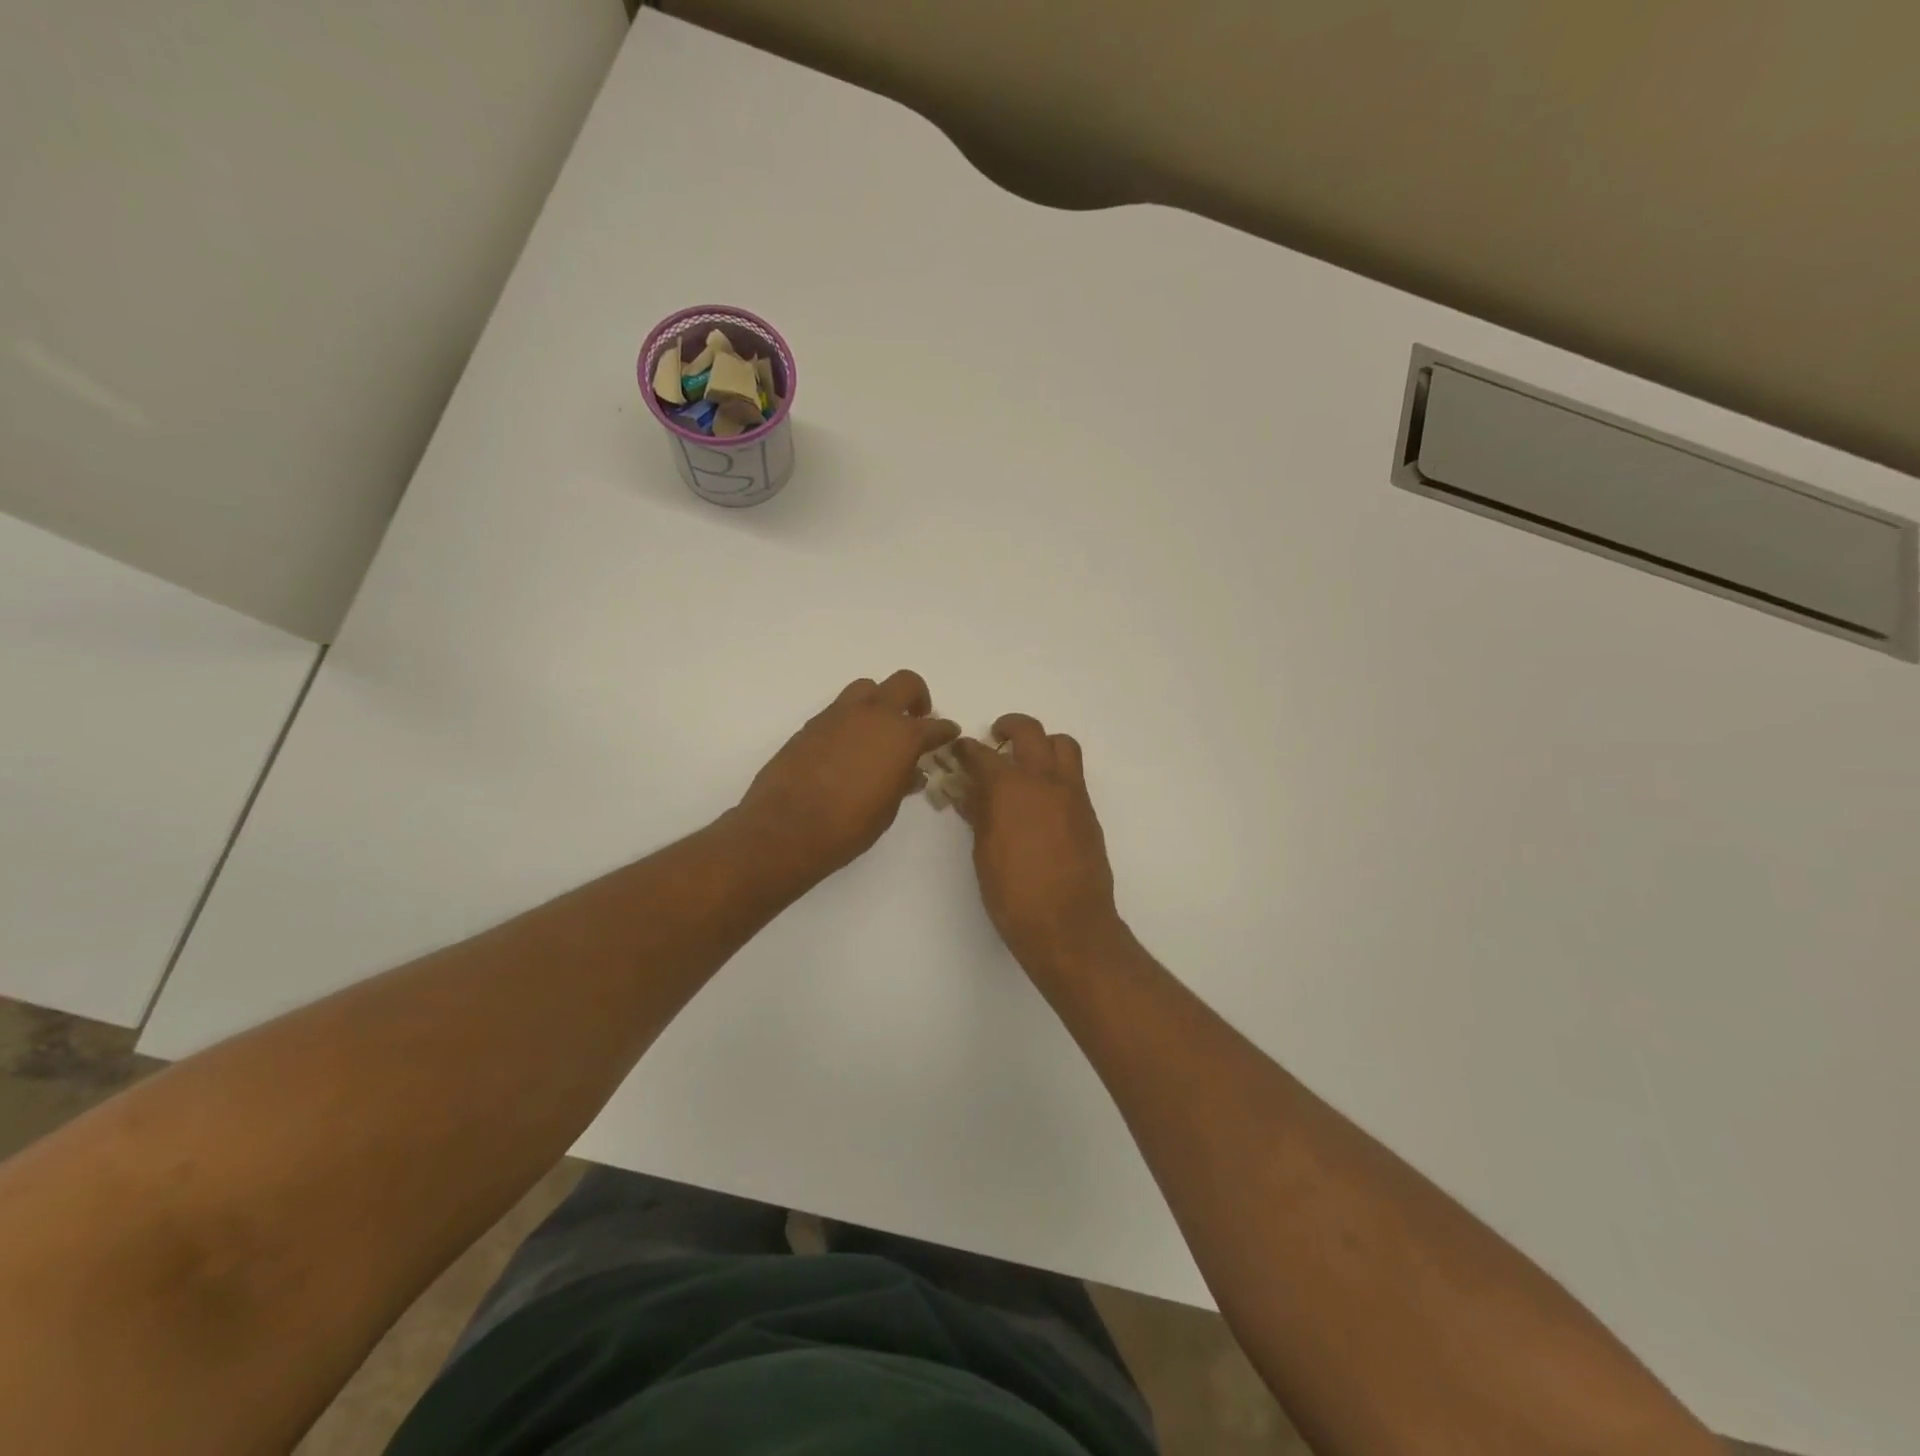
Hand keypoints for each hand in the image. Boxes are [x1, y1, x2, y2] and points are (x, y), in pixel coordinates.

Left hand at [737, 671, 957, 885]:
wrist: (785, 829)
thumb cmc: (847, 827)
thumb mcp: (886, 809)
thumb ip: (902, 782)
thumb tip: (911, 772)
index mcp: (901, 737)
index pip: (934, 726)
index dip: (945, 730)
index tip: (949, 733)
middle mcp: (873, 715)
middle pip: (903, 684)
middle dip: (916, 697)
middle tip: (917, 718)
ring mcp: (839, 715)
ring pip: (867, 688)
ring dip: (880, 701)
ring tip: (880, 728)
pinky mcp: (812, 724)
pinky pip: (840, 709)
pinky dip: (853, 719)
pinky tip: (850, 745)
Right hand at [953, 714, 1125, 973]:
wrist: (1068, 924)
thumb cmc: (1014, 893)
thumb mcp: (984, 852)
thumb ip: (978, 814)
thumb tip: (968, 793)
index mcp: (1010, 787)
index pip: (982, 754)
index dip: (966, 749)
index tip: (958, 750)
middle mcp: (1044, 779)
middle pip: (1030, 732)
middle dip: (1009, 727)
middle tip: (996, 738)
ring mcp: (1072, 793)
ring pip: (1063, 745)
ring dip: (1043, 743)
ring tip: (1027, 761)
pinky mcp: (1088, 811)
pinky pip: (1074, 775)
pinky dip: (1057, 772)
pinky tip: (1042, 798)